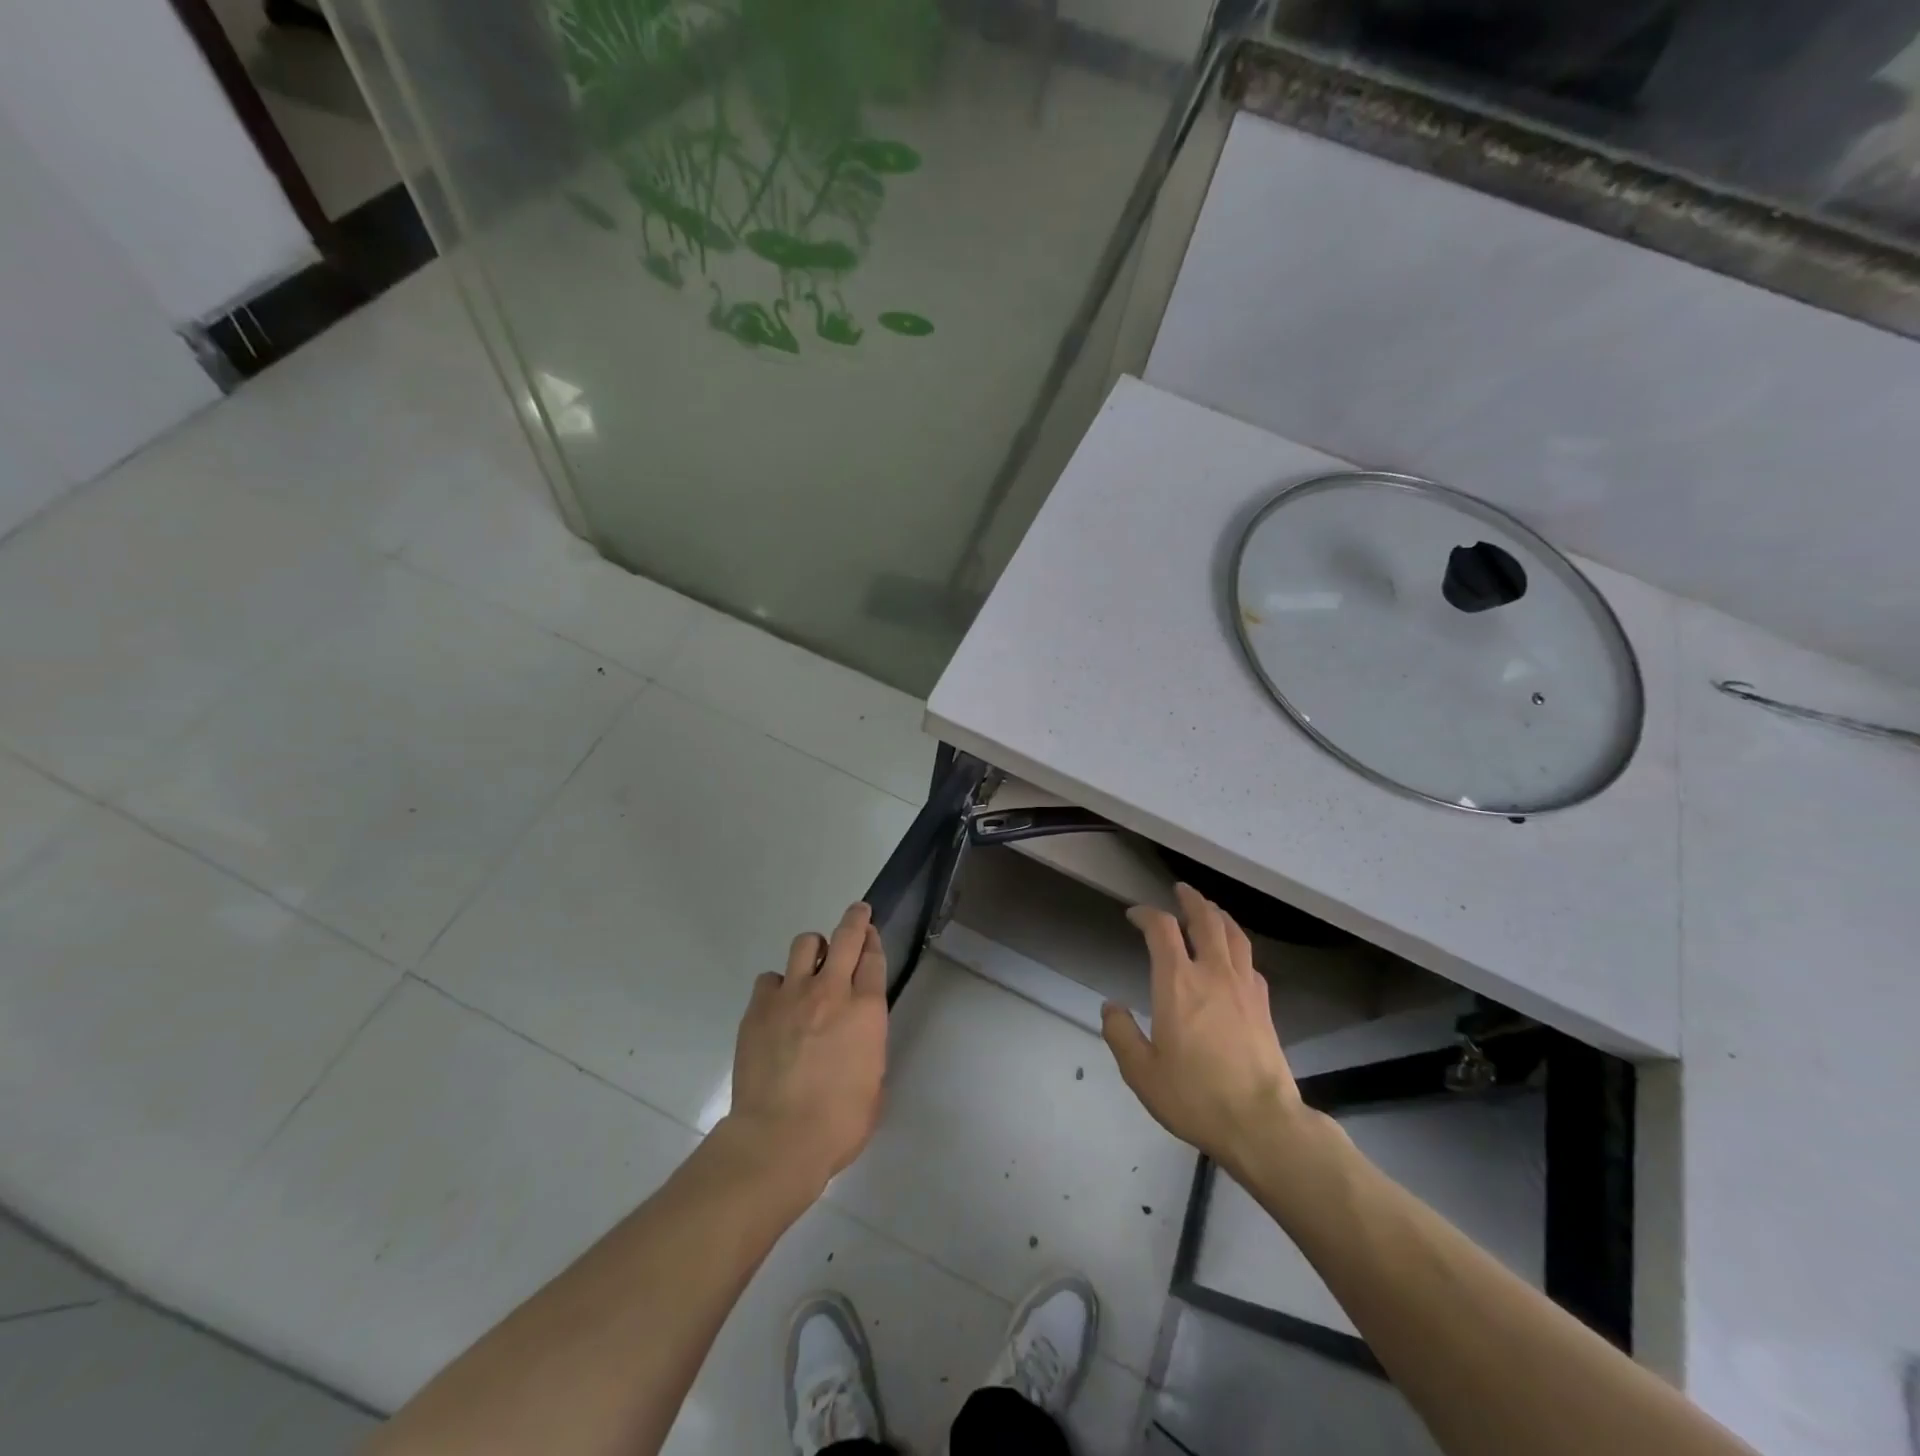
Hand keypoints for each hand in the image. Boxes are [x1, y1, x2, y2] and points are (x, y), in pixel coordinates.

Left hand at [723, 902, 887, 1196]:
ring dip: (814, 949)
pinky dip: (777, 985)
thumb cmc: (838, 1123)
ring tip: (812, 962)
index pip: (874, 958)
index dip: (874, 940)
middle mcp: (831, 991)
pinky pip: (769, 979)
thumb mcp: (873, 1086)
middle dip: (855, 920)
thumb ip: (867, 1051)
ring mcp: (791, 995)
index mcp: (866, 1010)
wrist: (779, 1138)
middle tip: (858, 913)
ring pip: (804, 945)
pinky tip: (777, 1003)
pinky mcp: (758, 1008)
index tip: (871, 933)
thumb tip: (856, 1044)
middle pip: (846, 937)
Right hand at [1102, 884, 1311, 1175]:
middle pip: (1205, 919)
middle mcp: (1213, 973)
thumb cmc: (1195, 1096)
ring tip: (1210, 910)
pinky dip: (1238, 948)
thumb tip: (1110, 1006)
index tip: (1135, 914)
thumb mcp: (1142, 1072)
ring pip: (1234, 935)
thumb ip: (1120, 1034)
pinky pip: (1250, 962)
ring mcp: (1244, 987)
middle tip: (1180, 890)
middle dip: (1190, 900)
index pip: (1162, 929)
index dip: (1146, 914)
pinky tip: (1235, 958)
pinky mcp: (1264, 1006)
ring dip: (1218, 915)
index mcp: (1177, 982)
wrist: (1262, 1123)